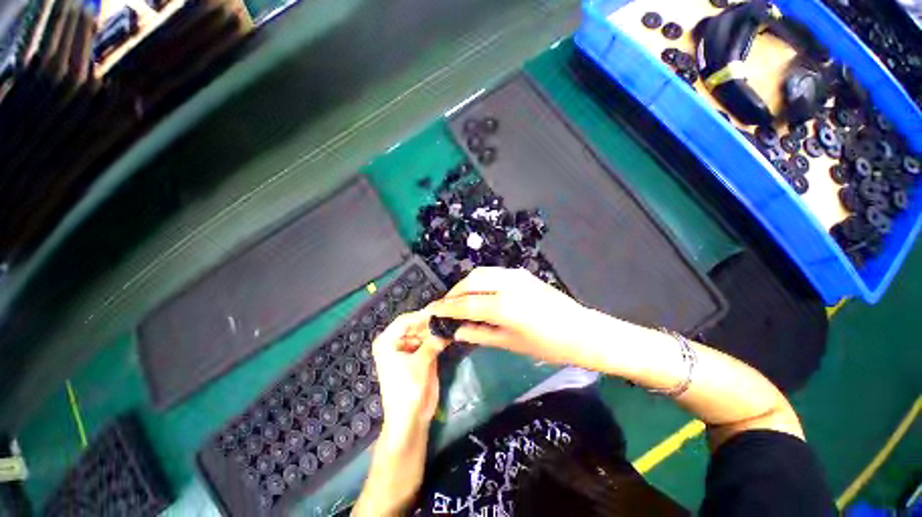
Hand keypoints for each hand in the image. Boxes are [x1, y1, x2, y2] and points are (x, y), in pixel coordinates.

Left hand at [371, 311, 447, 450]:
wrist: (410, 420)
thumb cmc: (408, 390)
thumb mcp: (421, 363)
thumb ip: (433, 342)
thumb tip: (447, 324)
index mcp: (387, 342)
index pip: (405, 320)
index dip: (422, 315)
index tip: (440, 310)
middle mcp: (396, 342)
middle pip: (416, 325)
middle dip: (432, 322)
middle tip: (450, 315)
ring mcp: (408, 348)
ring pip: (424, 332)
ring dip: (437, 329)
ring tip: (453, 322)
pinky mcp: (419, 355)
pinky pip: (429, 342)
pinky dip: (438, 338)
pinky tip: (450, 333)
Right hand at [429, 267, 592, 365]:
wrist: (582, 331)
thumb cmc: (548, 345)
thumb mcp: (511, 343)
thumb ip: (480, 334)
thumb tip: (456, 331)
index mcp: (504, 306)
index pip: (466, 304)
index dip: (446, 307)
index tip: (431, 310)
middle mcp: (507, 284)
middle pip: (471, 282)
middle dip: (454, 293)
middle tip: (445, 306)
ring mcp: (516, 275)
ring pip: (481, 273)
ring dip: (466, 284)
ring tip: (459, 299)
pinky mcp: (522, 273)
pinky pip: (493, 273)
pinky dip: (480, 280)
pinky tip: (479, 292)